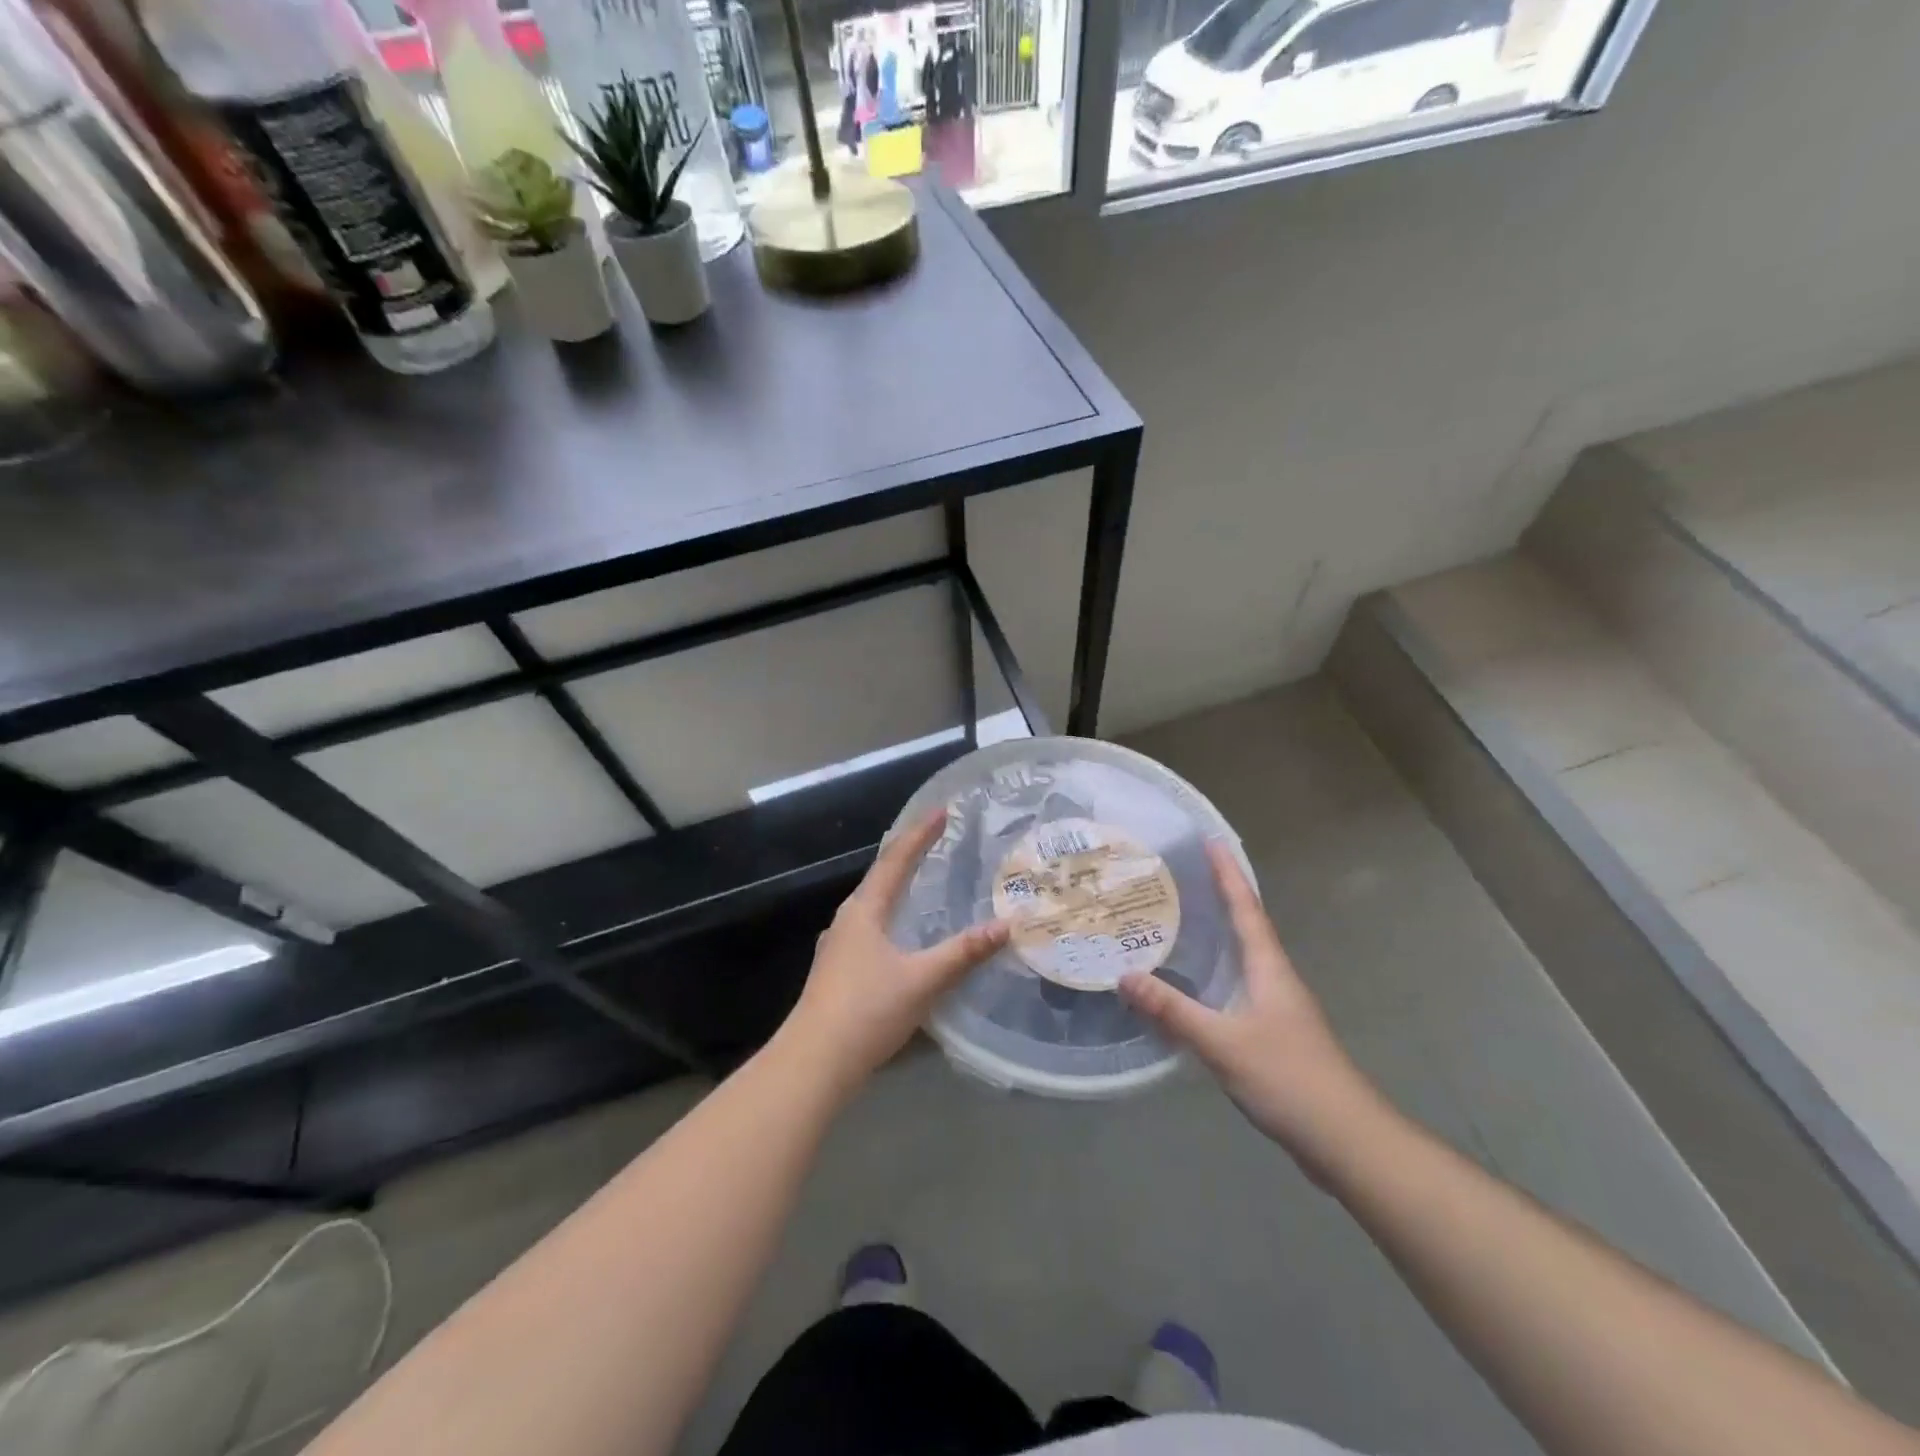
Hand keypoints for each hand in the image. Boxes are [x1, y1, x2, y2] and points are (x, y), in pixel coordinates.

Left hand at [781, 808, 1009, 1094]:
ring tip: (921, 883)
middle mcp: (847, 920)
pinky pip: (870, 929)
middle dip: (908, 856)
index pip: (896, 860)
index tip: (941, 812)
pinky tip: (901, 936)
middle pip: (880, 877)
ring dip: (897, 888)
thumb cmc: (867, 1010)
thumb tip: (1005, 925)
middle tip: (935, 841)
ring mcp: (838, 946)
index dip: (920, 834)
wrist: (814, 1062)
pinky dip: (891, 917)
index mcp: (864, 910)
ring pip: (873, 905)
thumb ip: (964, 953)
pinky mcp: (837, 971)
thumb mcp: (923, 980)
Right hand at [1121, 843, 1384, 1174]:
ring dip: (1217, 935)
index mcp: (1269, 968)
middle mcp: (1275, 978)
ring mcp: (1277, 1008)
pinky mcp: (1272, 1034)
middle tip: (1182, 875)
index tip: (1211, 840)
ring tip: (1180, 920)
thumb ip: (1173, 1010)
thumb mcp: (1222, 1042)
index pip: (1246, 908)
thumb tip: (1124, 976)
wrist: (1345, 1139)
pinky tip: (1191, 986)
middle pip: (1246, 926)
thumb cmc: (1288, 1078)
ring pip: (1242, 958)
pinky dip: (1214, 973)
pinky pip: (1237, 988)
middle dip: (1220, 897)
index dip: (1228, 874)